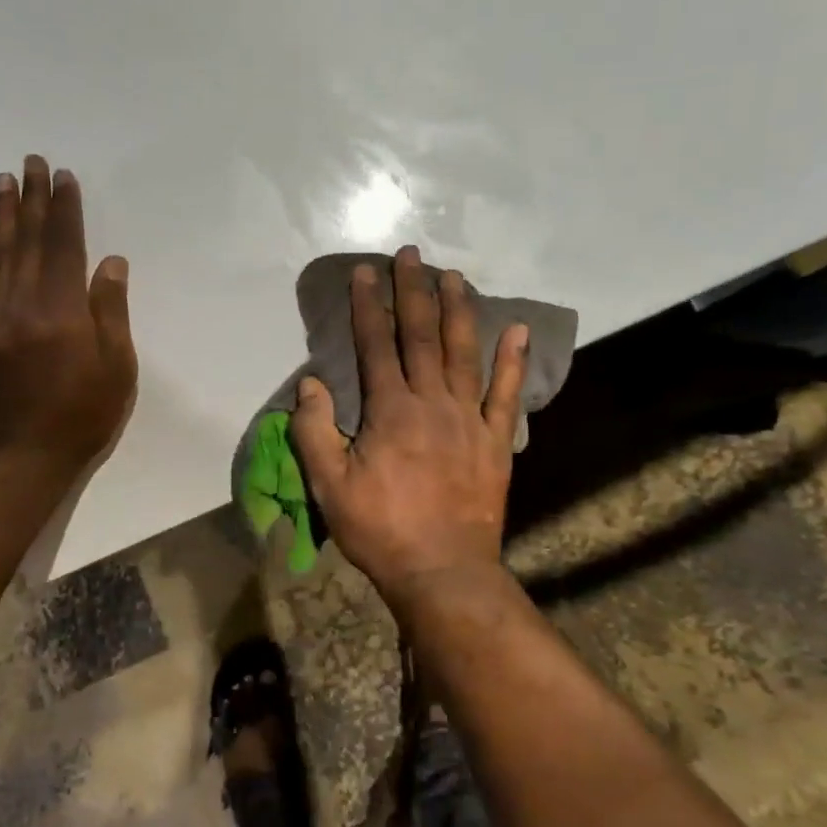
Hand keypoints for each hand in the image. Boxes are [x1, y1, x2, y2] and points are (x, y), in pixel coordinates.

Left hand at [0, 155, 136, 478]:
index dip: (65, 209)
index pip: (65, 244)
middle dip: (32, 199)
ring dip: (2, 215)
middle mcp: (25, 300)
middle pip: (29, 239)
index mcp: (63, 307)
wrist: (18, 456)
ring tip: (4, 180)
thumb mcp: (116, 367)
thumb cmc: (80, 415)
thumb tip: (110, 262)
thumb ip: (111, 311)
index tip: (64, 177)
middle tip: (32, 162)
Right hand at [291, 247, 526, 604]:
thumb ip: (314, 431)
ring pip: (464, 352)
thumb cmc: (381, 529)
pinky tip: (517, 329)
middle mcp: (432, 402)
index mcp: (390, 410)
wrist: (443, 571)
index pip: (375, 345)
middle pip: (422, 336)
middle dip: (414, 292)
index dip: (369, 305)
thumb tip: (309, 384)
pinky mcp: (495, 440)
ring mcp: (469, 418)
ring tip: (454, 276)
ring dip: (458, 310)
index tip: (365, 271)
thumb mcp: (330, 486)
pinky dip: (512, 360)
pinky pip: (506, 393)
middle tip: (411, 255)